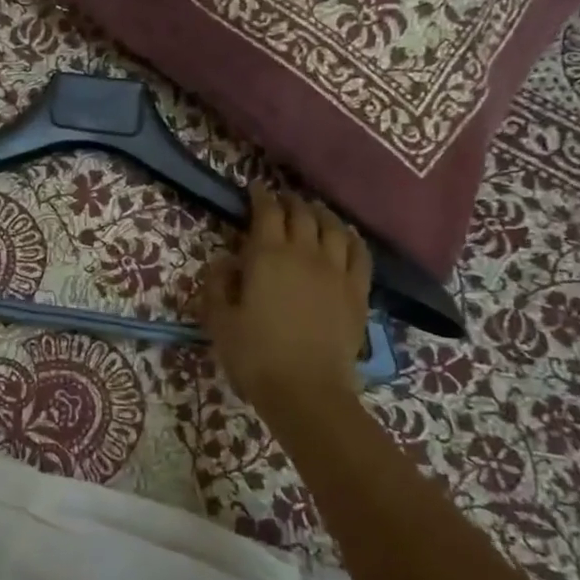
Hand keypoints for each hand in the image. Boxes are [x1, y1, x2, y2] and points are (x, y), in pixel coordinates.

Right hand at [201, 186, 371, 412]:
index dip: (260, 197)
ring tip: (313, 211)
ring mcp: (336, 271)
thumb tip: (227, 260)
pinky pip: (360, 253)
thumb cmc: (254, 354)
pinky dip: (352, 238)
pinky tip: (347, 236)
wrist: (306, 390)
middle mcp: (305, 253)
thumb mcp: (218, 319)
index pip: (266, 212)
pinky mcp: (358, 292)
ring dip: (321, 214)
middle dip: (290, 201)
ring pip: (333, 228)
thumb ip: (218, 283)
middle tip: (281, 199)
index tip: (254, 189)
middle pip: (302, 214)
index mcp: (267, 255)